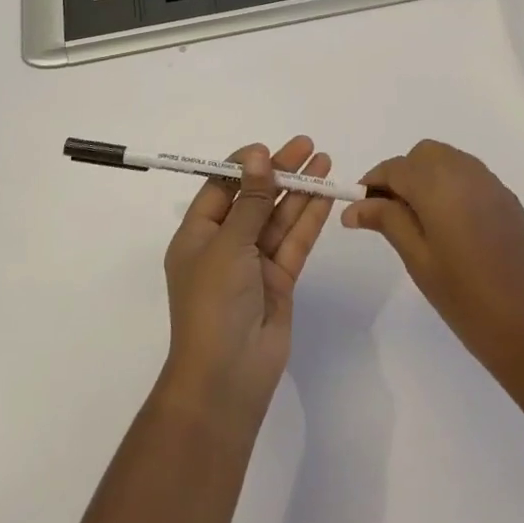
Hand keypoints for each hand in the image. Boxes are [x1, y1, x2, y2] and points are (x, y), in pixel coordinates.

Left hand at [158, 137, 336, 426]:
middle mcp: (225, 245)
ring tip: (325, 160)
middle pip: (255, 198)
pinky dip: (309, 218)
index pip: (221, 188)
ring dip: (300, 190)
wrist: (227, 376)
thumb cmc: (213, 303)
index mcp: (197, 235)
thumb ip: (249, 200)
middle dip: (280, 172)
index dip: (245, 166)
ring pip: (279, 217)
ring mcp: (254, 263)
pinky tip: (325, 194)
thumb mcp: (228, 244)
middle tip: (308, 146)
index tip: (270, 148)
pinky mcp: (279, 280)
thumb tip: (257, 155)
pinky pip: (294, 241)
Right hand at [345, 140, 523, 393]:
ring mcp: (492, 185)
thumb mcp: (420, 262)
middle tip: (388, 215)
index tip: (359, 210)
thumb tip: (354, 206)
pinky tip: (448, 225)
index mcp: (440, 185)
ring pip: (448, 161)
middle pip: (423, 155)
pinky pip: (469, 176)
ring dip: (426, 178)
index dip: (373, 184)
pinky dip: (450, 186)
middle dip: (401, 175)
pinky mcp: (508, 201)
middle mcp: (467, 173)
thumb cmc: (470, 303)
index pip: (395, 167)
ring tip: (416, 222)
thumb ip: (388, 223)